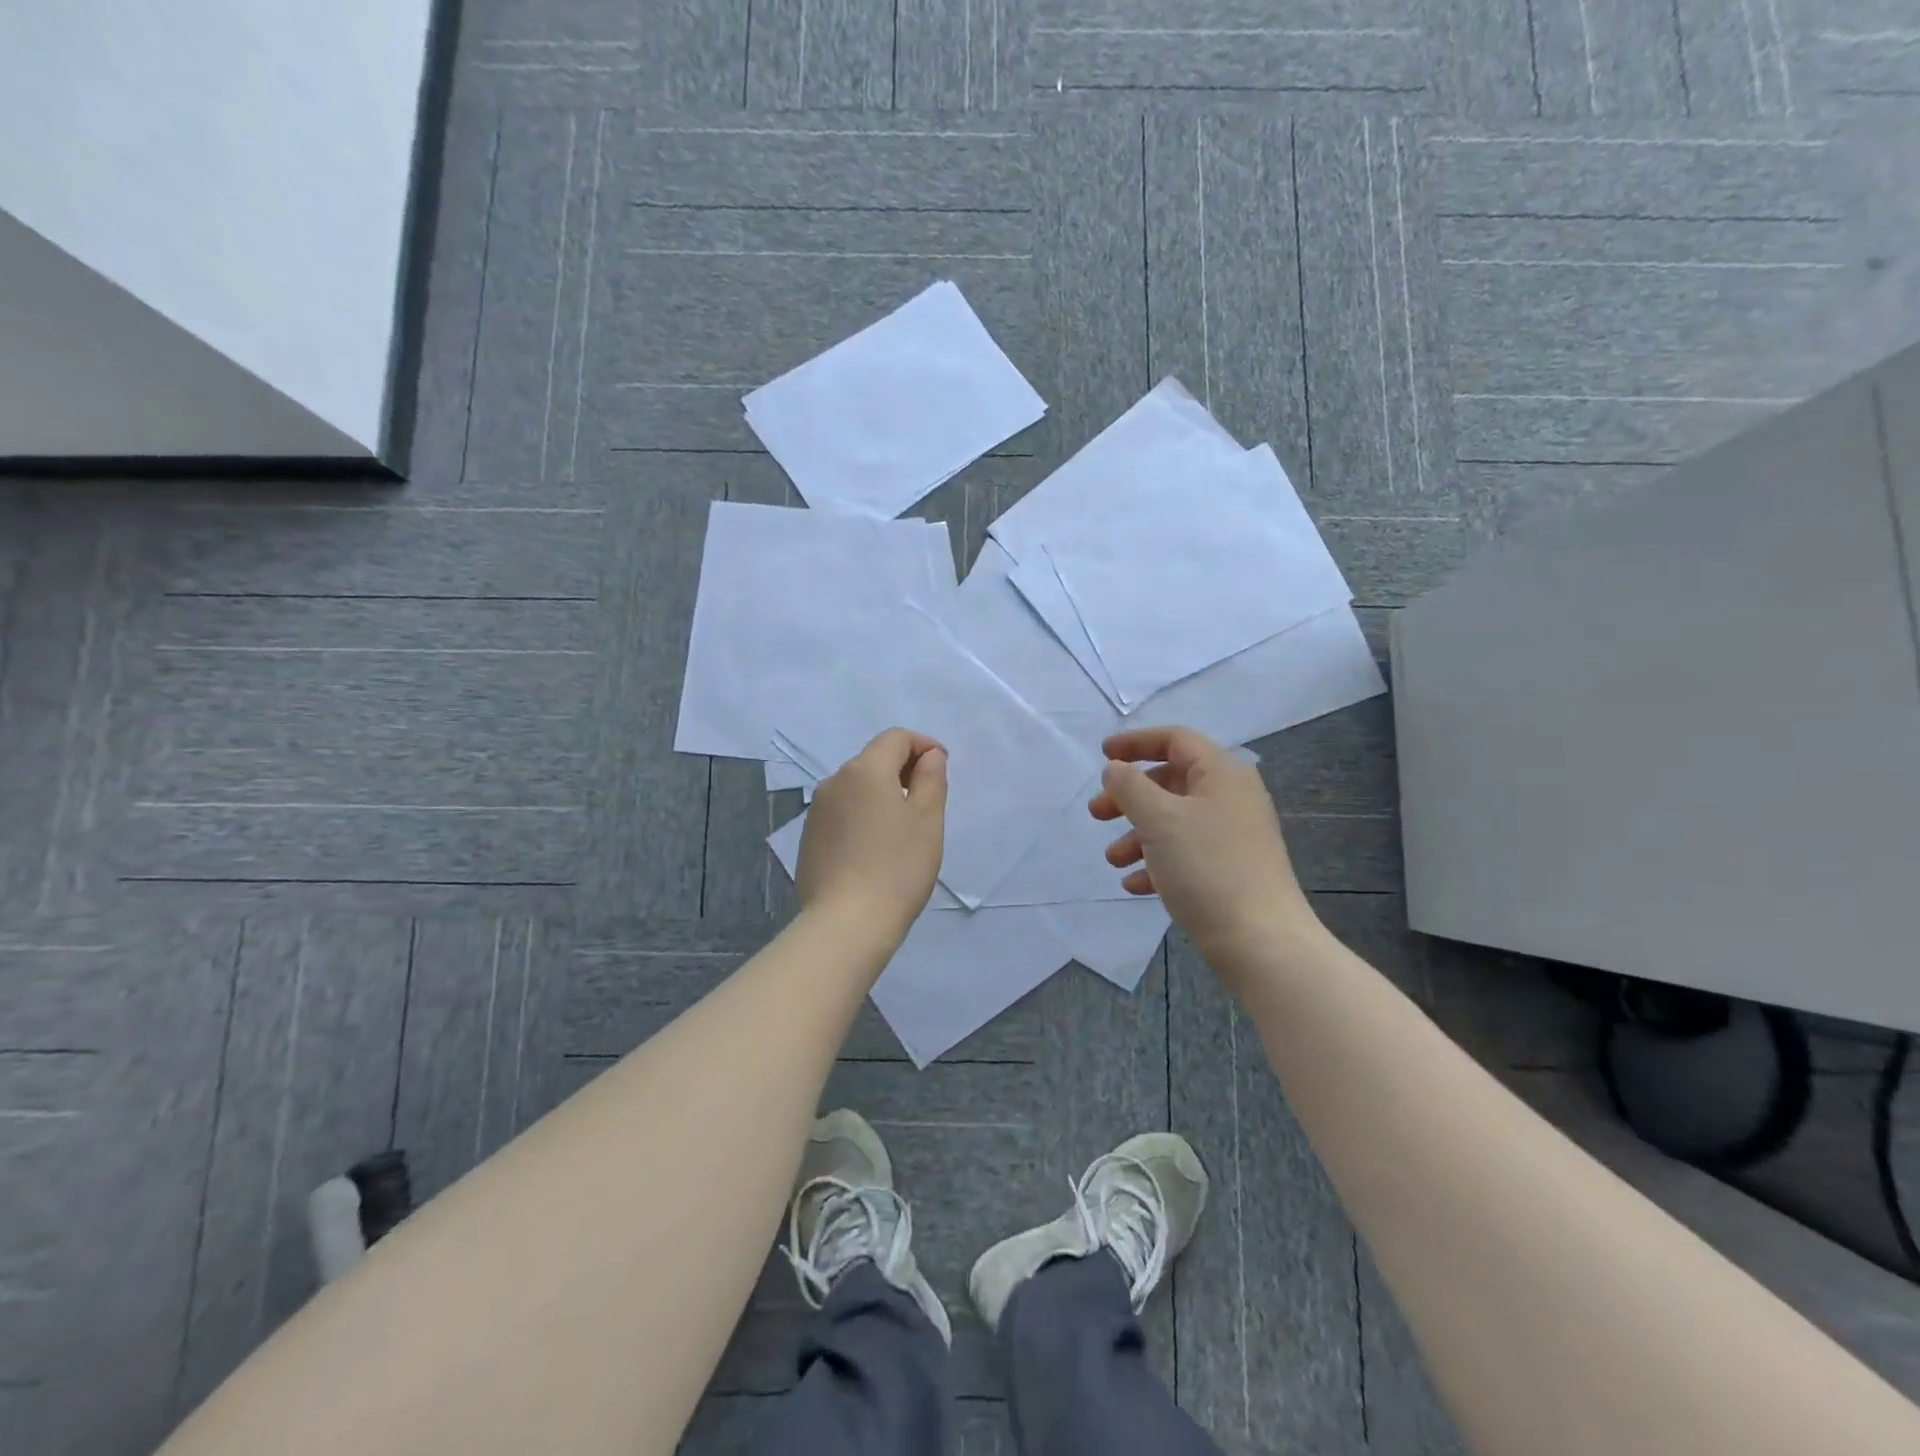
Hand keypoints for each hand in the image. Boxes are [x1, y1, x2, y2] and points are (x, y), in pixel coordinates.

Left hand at [797, 728, 947, 937]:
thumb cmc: (897, 868)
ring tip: (904, 827)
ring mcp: (817, 811)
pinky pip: (843, 811)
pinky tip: (876, 848)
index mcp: (864, 770)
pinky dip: (863, 815)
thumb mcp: (928, 820)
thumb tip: (929, 756)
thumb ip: (931, 778)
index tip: (943, 768)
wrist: (846, 924)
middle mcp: (834, 781)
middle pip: (873, 759)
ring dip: (883, 793)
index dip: (923, 745)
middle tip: (928, 800)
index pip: (895, 738)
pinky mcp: (809, 838)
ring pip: (857, 787)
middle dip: (903, 769)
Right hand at [1090, 725, 1316, 964]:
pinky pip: (1186, 853)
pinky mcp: (1231, 869)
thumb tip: (1115, 769)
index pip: (1175, 740)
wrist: (1261, 941)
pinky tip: (1135, 884)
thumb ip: (1130, 786)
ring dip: (1137, 835)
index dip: (1136, 742)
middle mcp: (1231, 797)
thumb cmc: (1207, 867)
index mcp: (1221, 773)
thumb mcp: (1159, 818)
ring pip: (1174, 821)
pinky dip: (1157, 862)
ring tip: (1113, 860)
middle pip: (1171, 782)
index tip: (1102, 755)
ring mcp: (1233, 836)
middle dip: (1129, 797)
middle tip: (1097, 814)